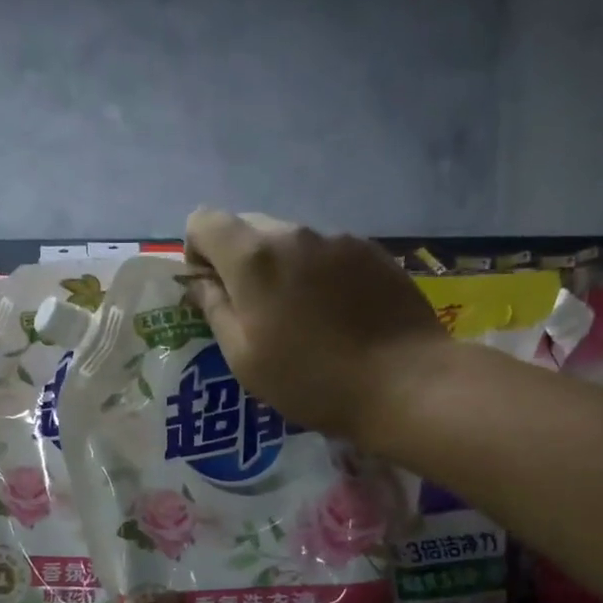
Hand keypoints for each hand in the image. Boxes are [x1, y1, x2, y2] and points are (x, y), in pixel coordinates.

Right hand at [183, 208, 449, 443]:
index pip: (204, 220)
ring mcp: (338, 239)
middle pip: (247, 227)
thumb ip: (215, 309)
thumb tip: (200, 283)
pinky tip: (338, 314)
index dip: (197, 252)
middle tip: (255, 310)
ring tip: (303, 317)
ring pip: (290, 240)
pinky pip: (327, 252)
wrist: (405, 382)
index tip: (212, 290)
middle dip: (238, 260)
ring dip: (282, 267)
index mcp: (254, 257)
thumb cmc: (312, 380)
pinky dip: (319, 273)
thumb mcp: (244, 359)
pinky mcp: (372, 251)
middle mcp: (294, 233)